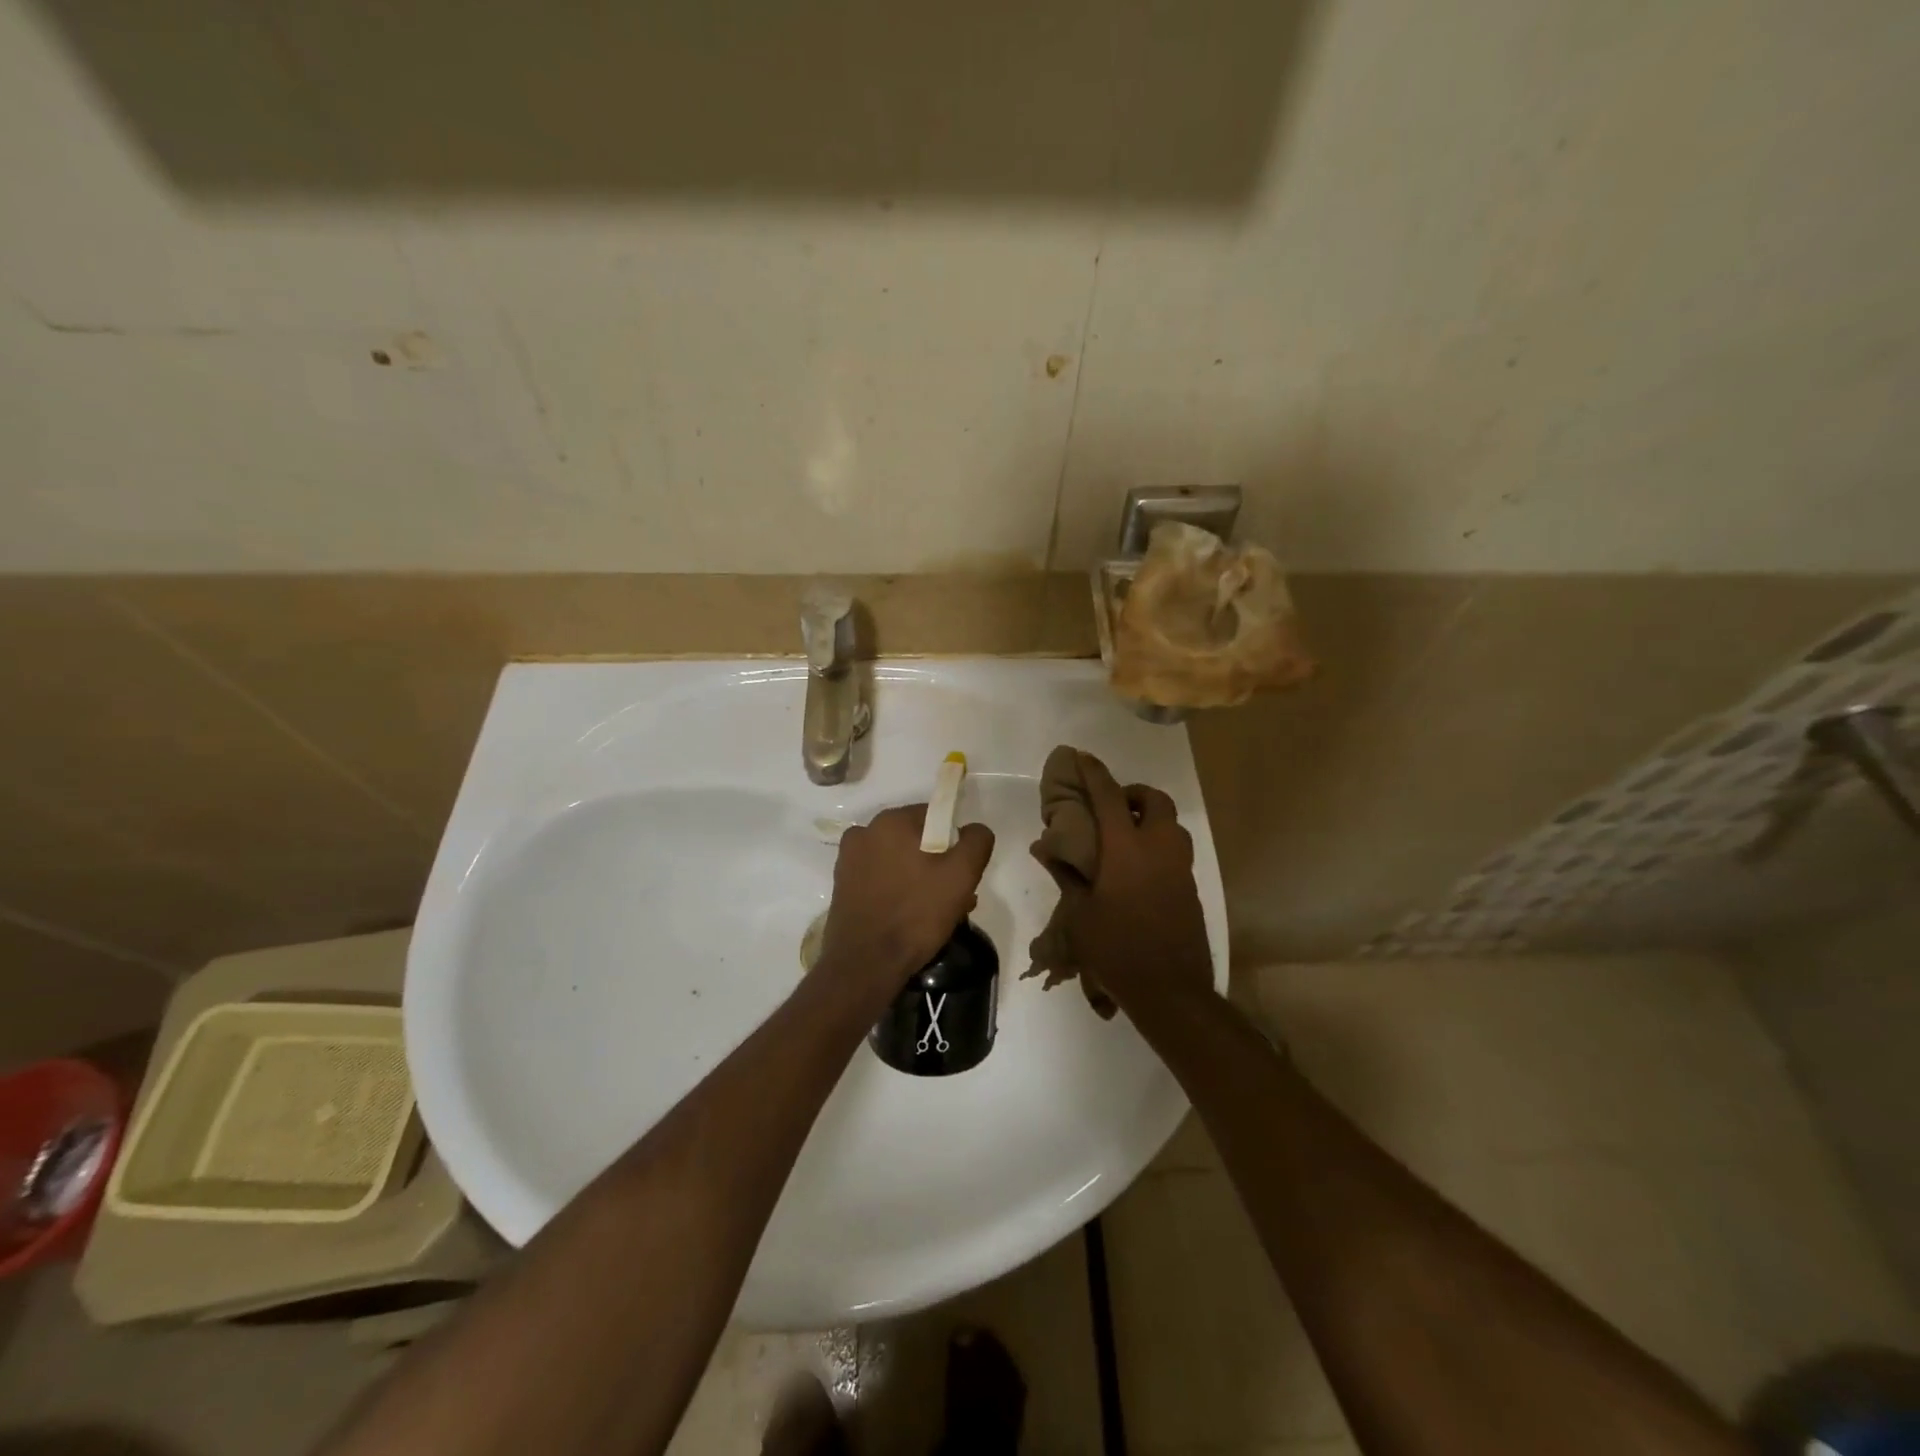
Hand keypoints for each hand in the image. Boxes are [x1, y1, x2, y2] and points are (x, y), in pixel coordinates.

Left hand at [821, 804, 994, 992]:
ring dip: (921, 879)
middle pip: (916, 840)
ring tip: (937, 914)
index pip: (935, 816)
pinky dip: (899, 891)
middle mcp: (865, 832)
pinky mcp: (843, 886)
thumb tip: (974, 829)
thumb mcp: (961, 875)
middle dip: (939, 864)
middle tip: (955, 898)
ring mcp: (849, 860)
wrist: (865, 964)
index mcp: (891, 821)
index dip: (954, 843)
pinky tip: (911, 919)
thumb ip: (976, 841)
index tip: (962, 873)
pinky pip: (881, 879)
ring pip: (899, 861)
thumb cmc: (915, 914)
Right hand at [1067, 754, 1212, 1004]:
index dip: (1094, 773)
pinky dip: (1158, 843)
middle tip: (1112, 806)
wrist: (1170, 990)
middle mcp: (1158, 848)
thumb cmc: (1116, 949)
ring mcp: (1180, 867)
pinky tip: (1138, 868)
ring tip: (1124, 835)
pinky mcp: (1191, 887)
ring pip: (1171, 824)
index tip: (1082, 757)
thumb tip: (1046, 849)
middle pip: (1154, 800)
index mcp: (1126, 849)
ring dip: (1150, 817)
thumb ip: (1066, 876)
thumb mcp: (1080, 914)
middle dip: (1133, 793)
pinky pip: (1176, 850)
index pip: (1109, 796)